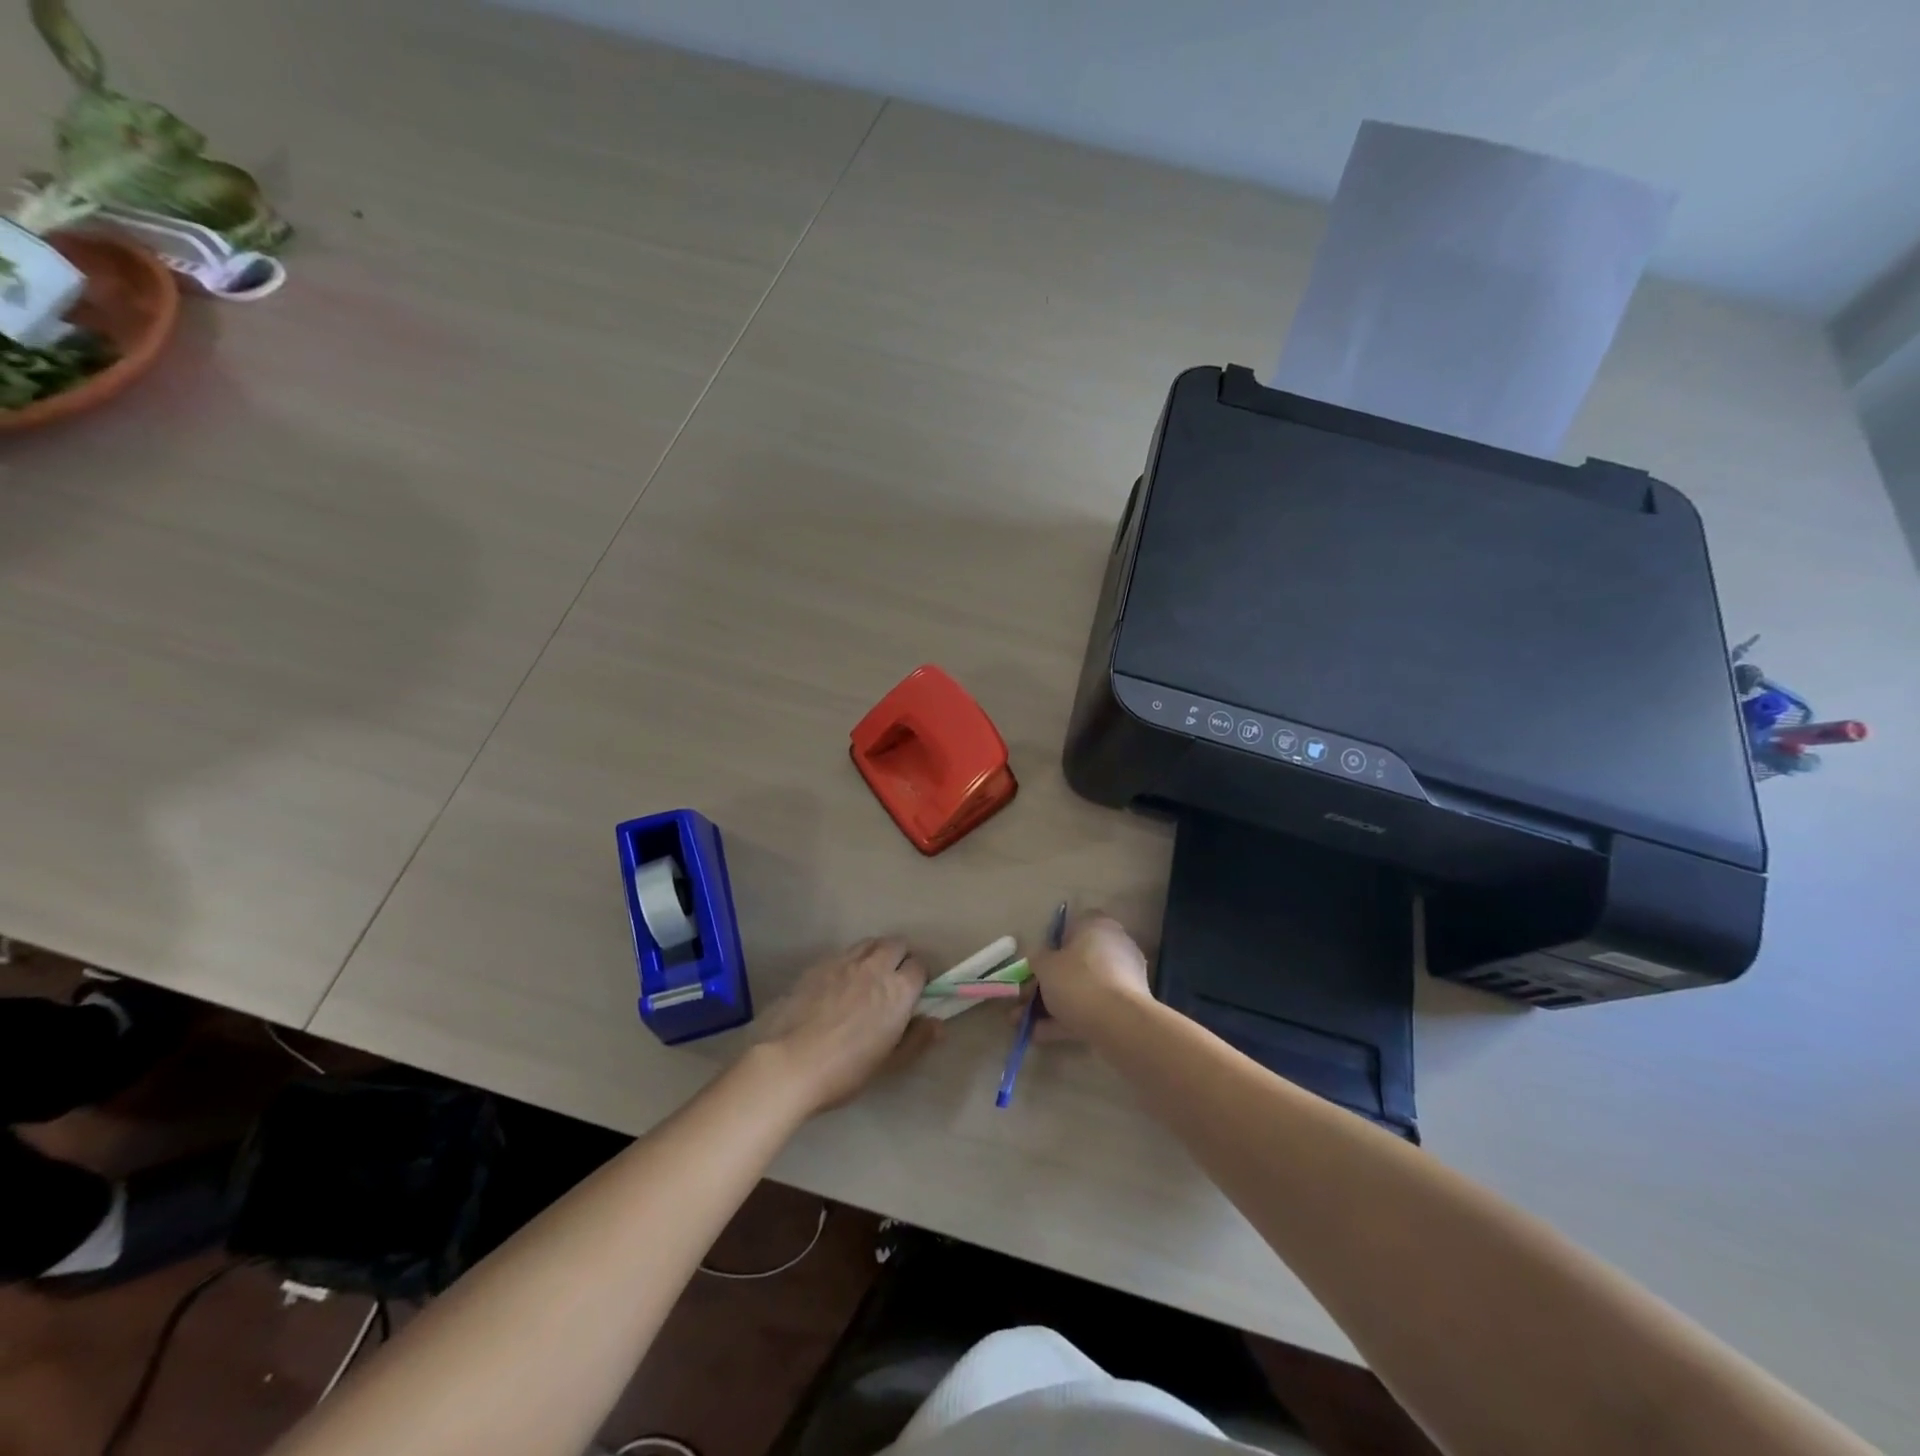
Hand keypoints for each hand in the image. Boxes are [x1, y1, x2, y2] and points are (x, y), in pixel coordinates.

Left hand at [756, 938, 936, 1113]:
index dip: (918, 978)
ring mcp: (844, 962)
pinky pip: (842, 953)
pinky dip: (848, 962)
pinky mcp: (818, 964)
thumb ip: (916, 1039)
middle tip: (891, 981)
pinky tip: (837, 985)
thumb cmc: (845, 1070)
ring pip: (869, 943)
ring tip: (866, 978)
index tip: (912, 995)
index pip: (919, 966)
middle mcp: (875, 967)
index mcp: (898, 990)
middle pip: (896, 944)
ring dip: (875, 954)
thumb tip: (938, 1024)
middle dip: (899, 957)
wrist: (789, 1062)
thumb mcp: (888, 1063)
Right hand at [1028, 913, 1152, 1041]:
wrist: (1119, 1023)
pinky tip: (1043, 1034)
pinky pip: (1093, 1006)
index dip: (1052, 945)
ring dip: (1055, 1004)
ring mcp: (1125, 976)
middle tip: (1027, 999)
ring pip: (1083, 987)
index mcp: (1097, 925)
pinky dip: (1069, 1018)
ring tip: (1027, 1023)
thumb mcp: (1044, 966)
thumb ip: (1038, 959)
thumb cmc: (1077, 981)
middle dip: (1049, 982)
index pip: (1072, 926)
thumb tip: (1042, 961)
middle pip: (1077, 961)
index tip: (1038, 965)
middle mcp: (1115, 945)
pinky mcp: (1128, 1005)